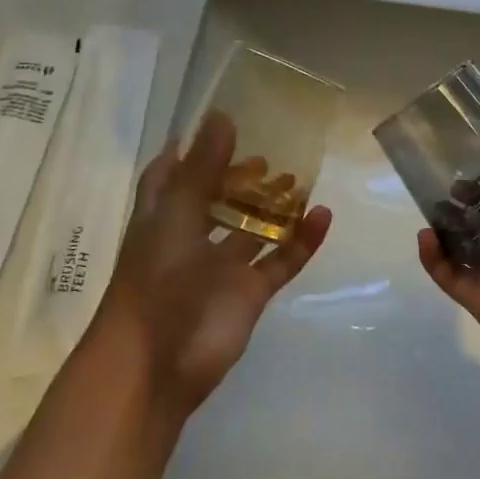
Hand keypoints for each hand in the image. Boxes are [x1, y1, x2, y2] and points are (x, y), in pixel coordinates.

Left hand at [94, 111, 332, 416]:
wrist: (157, 363)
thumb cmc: (157, 280)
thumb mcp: (177, 214)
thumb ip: (202, 167)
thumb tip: (222, 115)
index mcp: (162, 217)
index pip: (169, 176)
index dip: (186, 153)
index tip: (212, 129)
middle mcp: (190, 237)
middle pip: (215, 200)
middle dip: (237, 177)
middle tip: (266, 153)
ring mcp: (221, 267)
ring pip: (251, 229)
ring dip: (273, 206)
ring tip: (299, 177)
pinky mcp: (249, 293)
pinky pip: (280, 259)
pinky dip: (301, 240)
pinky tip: (322, 214)